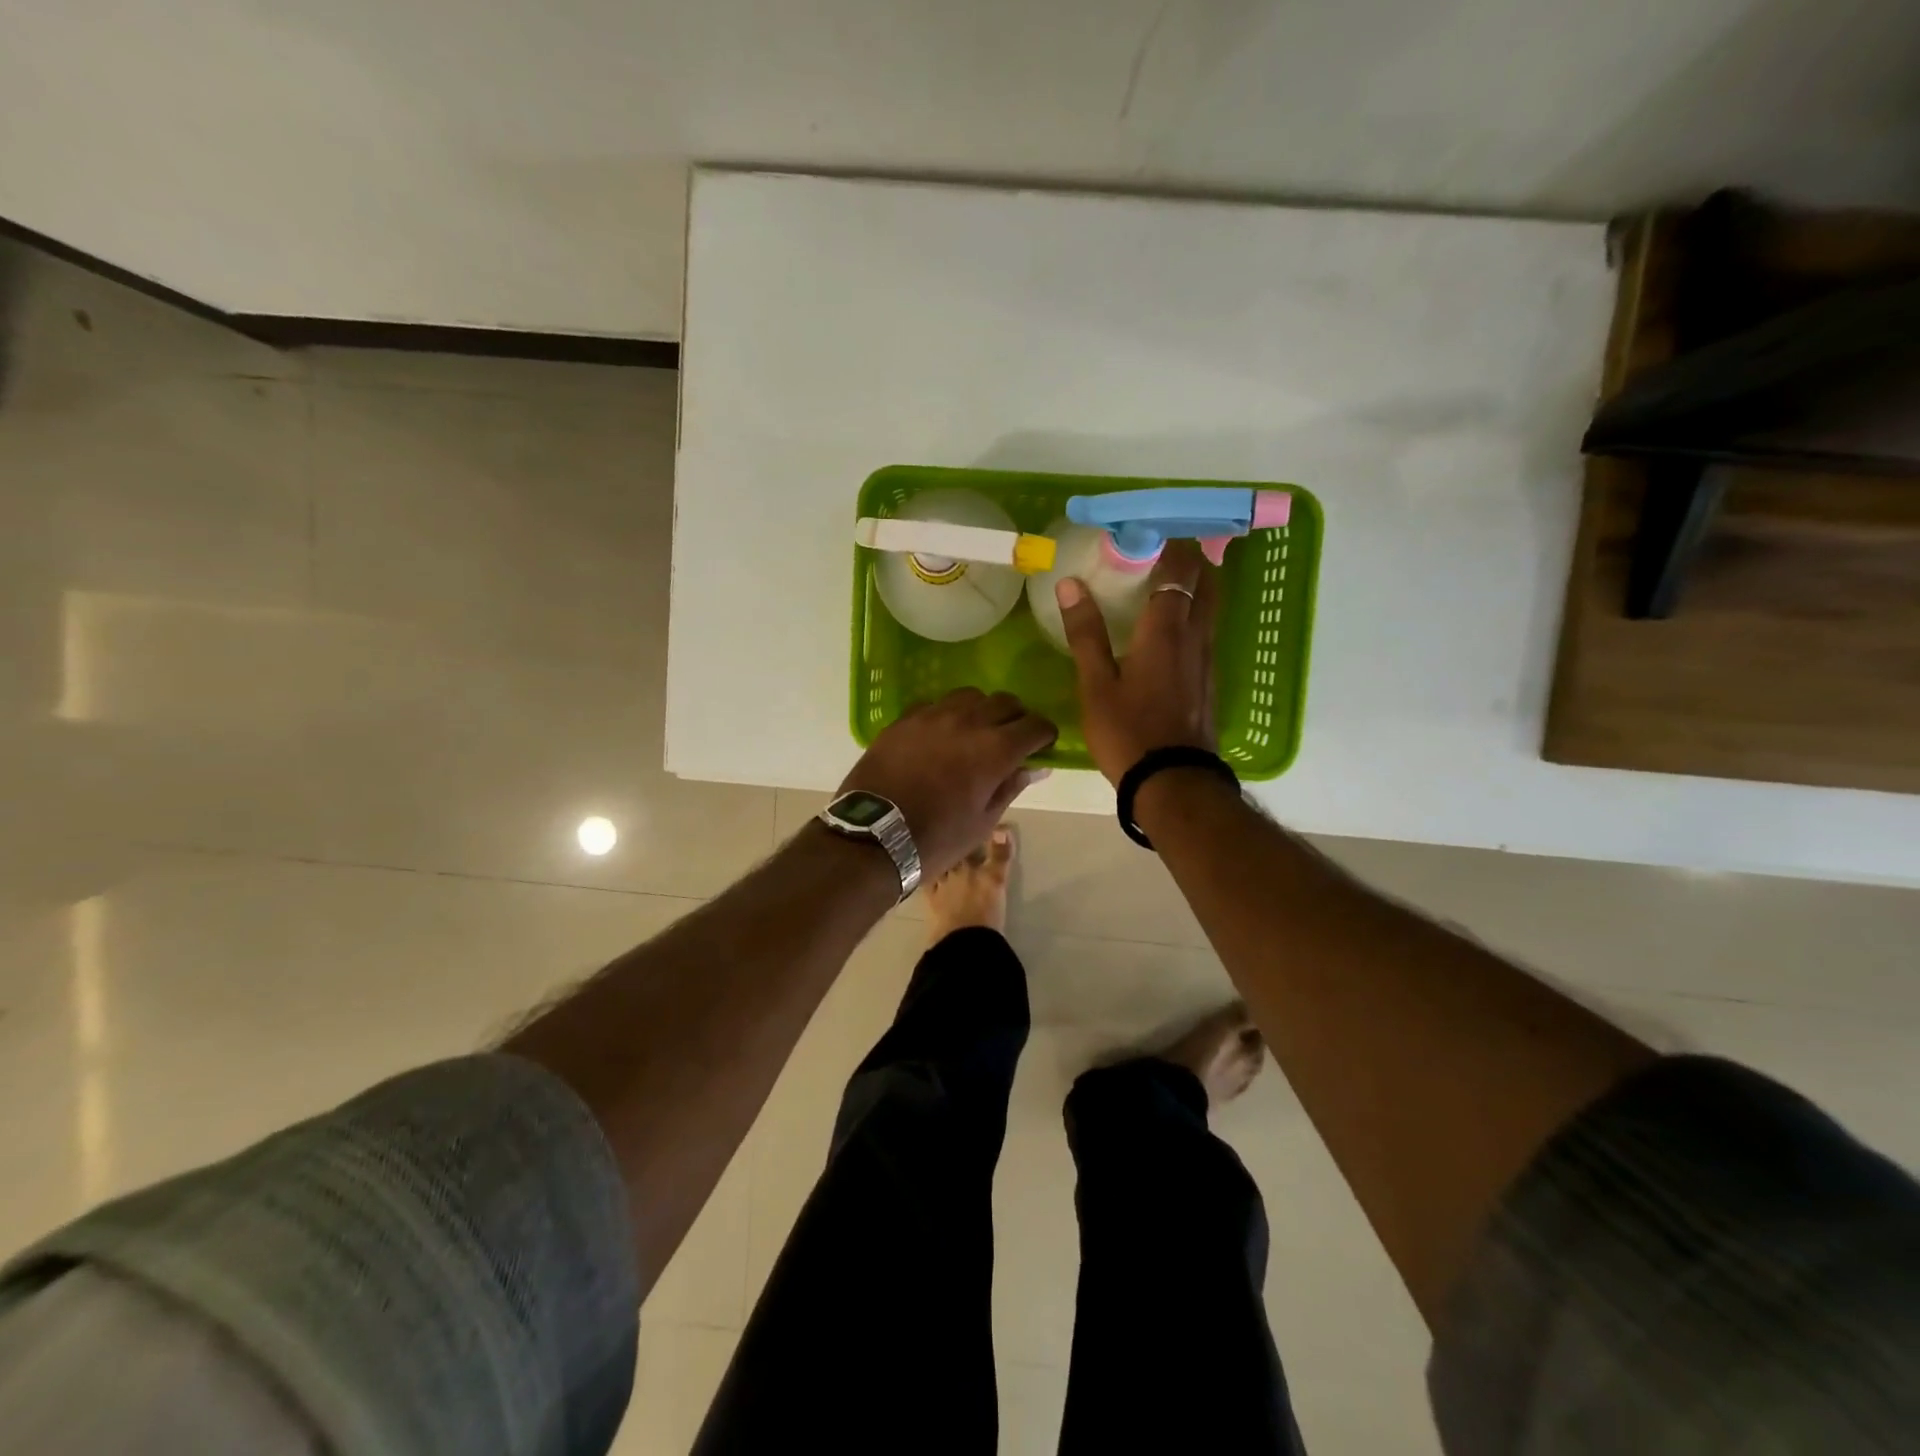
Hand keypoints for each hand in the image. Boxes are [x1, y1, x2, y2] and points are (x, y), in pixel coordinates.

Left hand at [838, 689, 1056, 879]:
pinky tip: (941, 734)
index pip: (1035, 725)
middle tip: (1012, 739)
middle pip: (1005, 702)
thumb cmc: (937, 838)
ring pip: (970, 696)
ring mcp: (932, 716)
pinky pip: (935, 704)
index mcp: (995, 750)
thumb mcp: (983, 821)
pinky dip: (947, 714)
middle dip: (1016, 718)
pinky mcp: (904, 720)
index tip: (1042, 746)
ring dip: (982, 710)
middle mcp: (968, 722)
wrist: (873, 837)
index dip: (1044, 735)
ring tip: (976, 731)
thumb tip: (1036, 768)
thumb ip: (1010, 786)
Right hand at [1056, 539, 1217, 784]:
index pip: (1179, 571)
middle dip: (1195, 558)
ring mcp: (1207, 661)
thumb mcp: (1096, 684)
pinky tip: (1178, 627)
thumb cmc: (1127, 731)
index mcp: (1165, 631)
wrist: (1172, 782)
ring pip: (1212, 608)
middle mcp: (1195, 638)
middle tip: (1173, 543)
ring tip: (1177, 574)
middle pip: (1208, 583)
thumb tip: (1070, 584)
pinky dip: (1197, 614)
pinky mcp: (1210, 682)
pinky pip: (1207, 633)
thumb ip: (1085, 633)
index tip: (1155, 528)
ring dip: (1200, 584)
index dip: (1171, 545)